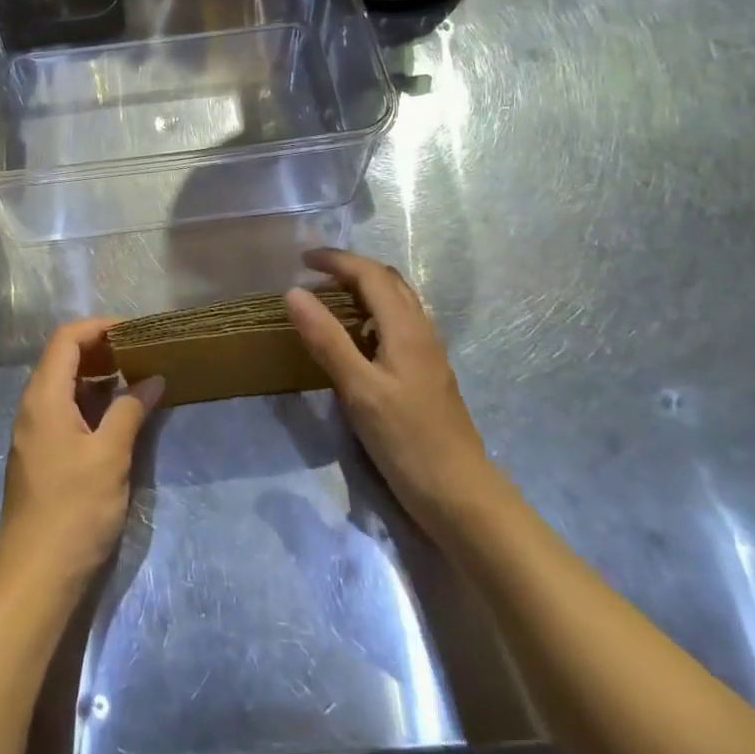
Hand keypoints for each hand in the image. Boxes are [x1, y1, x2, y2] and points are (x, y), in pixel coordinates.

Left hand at [0, 318, 163, 591]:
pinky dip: (91, 402)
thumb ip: (131, 410)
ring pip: (64, 386)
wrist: (35, 579)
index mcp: (44, 397)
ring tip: (136, 380)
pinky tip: (119, 416)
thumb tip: (152, 379)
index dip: (99, 327)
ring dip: (98, 377)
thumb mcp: (110, 456)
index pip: (66, 339)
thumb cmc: (74, 511)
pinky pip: (64, 410)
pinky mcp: (40, 455)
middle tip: (140, 353)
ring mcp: (34, 432)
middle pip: (62, 358)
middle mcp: (33, 407)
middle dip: (101, 349)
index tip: (135, 331)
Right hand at [286, 249, 493, 532]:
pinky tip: (356, 340)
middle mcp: (421, 331)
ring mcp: (428, 353)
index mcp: (405, 328)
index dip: (336, 260)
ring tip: (329, 301)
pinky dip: (373, 315)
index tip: (301, 258)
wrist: (460, 495)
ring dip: (364, 290)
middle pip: (388, 281)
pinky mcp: (427, 374)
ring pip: (397, 302)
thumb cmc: (406, 440)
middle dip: (351, 269)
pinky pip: (399, 325)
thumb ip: (326, 339)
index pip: (370, 274)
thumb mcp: (358, 390)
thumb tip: (294, 292)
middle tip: (314, 276)